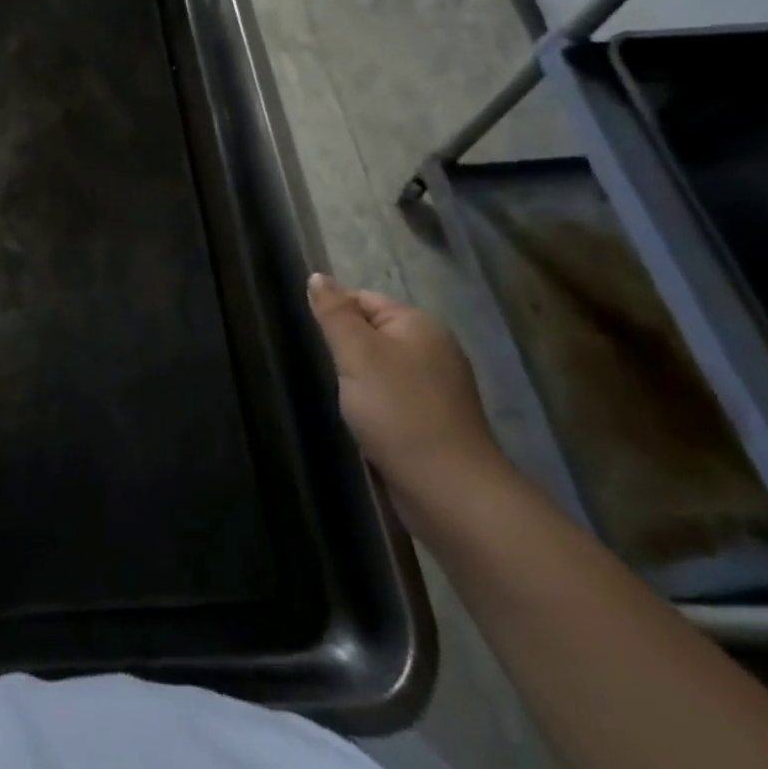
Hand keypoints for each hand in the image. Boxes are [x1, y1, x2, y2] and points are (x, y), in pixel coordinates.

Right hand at [305, 274, 512, 526]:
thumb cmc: (398, 412)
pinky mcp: (435, 422)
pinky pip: (392, 399)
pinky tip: (365, 424)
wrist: (450, 492)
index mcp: (420, 325)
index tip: (318, 344)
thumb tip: (317, 276)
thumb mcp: (357, 353)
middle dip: (345, 352)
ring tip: (345, 402)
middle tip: (330, 375)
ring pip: (380, 369)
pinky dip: (374, 407)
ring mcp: (438, 388)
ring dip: (358, 382)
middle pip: (372, 334)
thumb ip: (334, 313)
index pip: (363, 299)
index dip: (336, 317)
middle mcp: (434, 350)